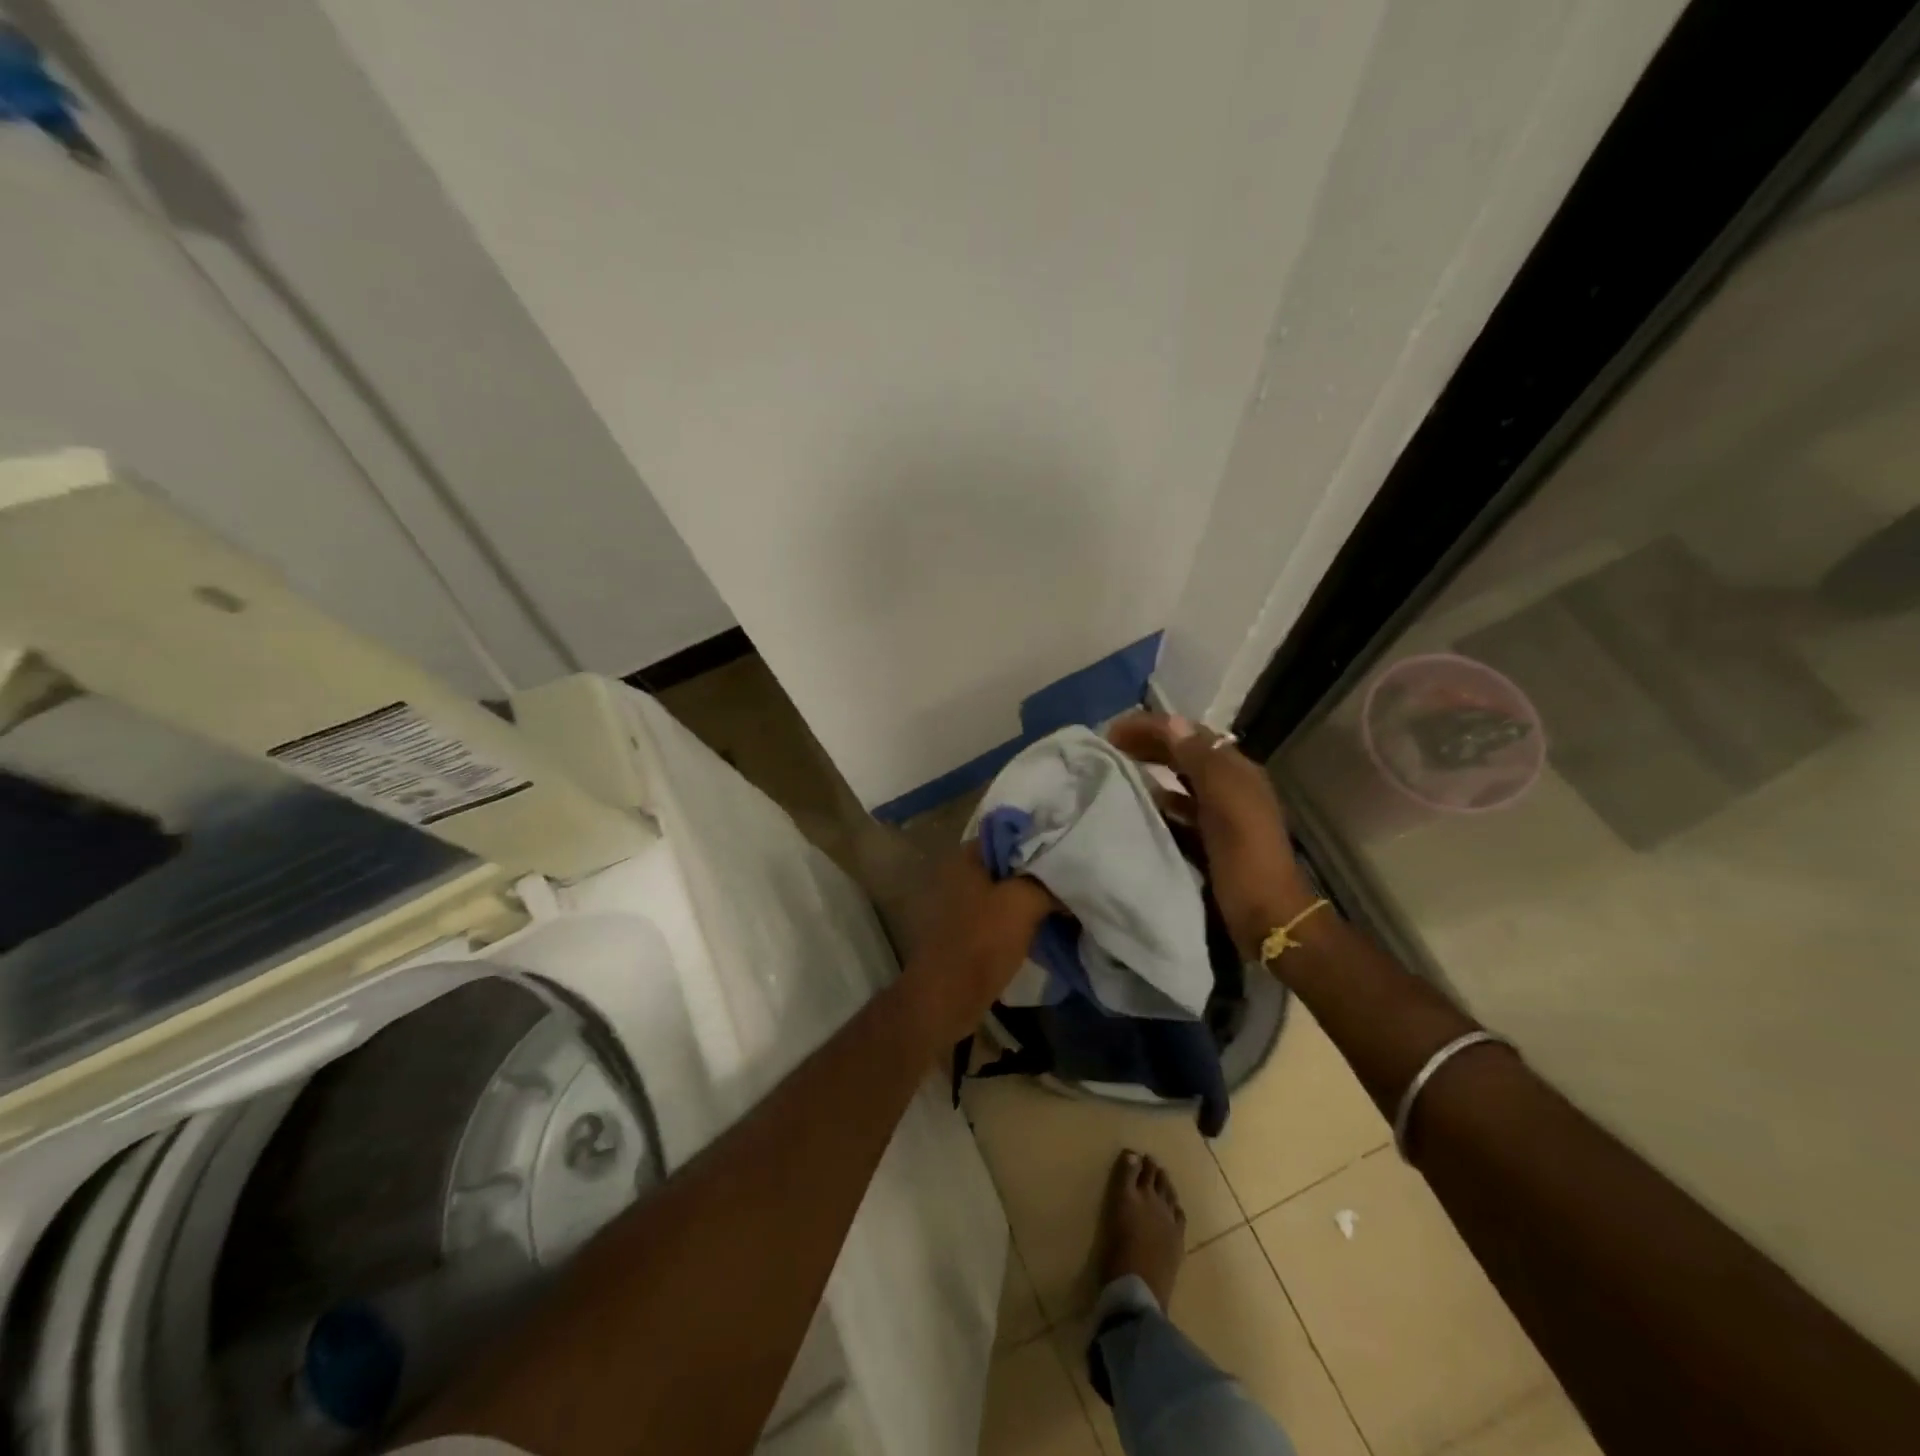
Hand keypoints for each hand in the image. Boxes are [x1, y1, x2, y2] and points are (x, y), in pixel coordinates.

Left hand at [900, 845, 1053, 1043]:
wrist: (947, 998)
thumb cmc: (982, 942)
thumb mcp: (1023, 902)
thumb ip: (1048, 882)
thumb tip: (1070, 878)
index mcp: (966, 857)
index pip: (1011, 833)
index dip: (1043, 840)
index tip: (1072, 850)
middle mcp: (960, 873)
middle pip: (1011, 864)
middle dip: (1042, 873)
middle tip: (1075, 879)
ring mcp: (962, 903)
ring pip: (1008, 892)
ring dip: (1035, 899)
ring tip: (1067, 903)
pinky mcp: (968, 930)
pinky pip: (1003, 915)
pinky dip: (1024, 919)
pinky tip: (1049, 927)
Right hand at [1107, 711, 1312, 957]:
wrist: (1266, 916)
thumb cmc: (1244, 855)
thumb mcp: (1225, 801)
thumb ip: (1200, 760)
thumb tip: (1171, 723)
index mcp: (1237, 772)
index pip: (1190, 734)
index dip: (1153, 727)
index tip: (1113, 730)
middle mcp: (1230, 787)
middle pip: (1185, 755)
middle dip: (1149, 745)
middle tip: (1109, 746)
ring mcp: (1222, 815)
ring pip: (1180, 782)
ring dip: (1151, 771)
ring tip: (1117, 771)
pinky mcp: (1210, 841)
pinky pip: (1179, 811)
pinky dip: (1159, 803)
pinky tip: (1138, 808)